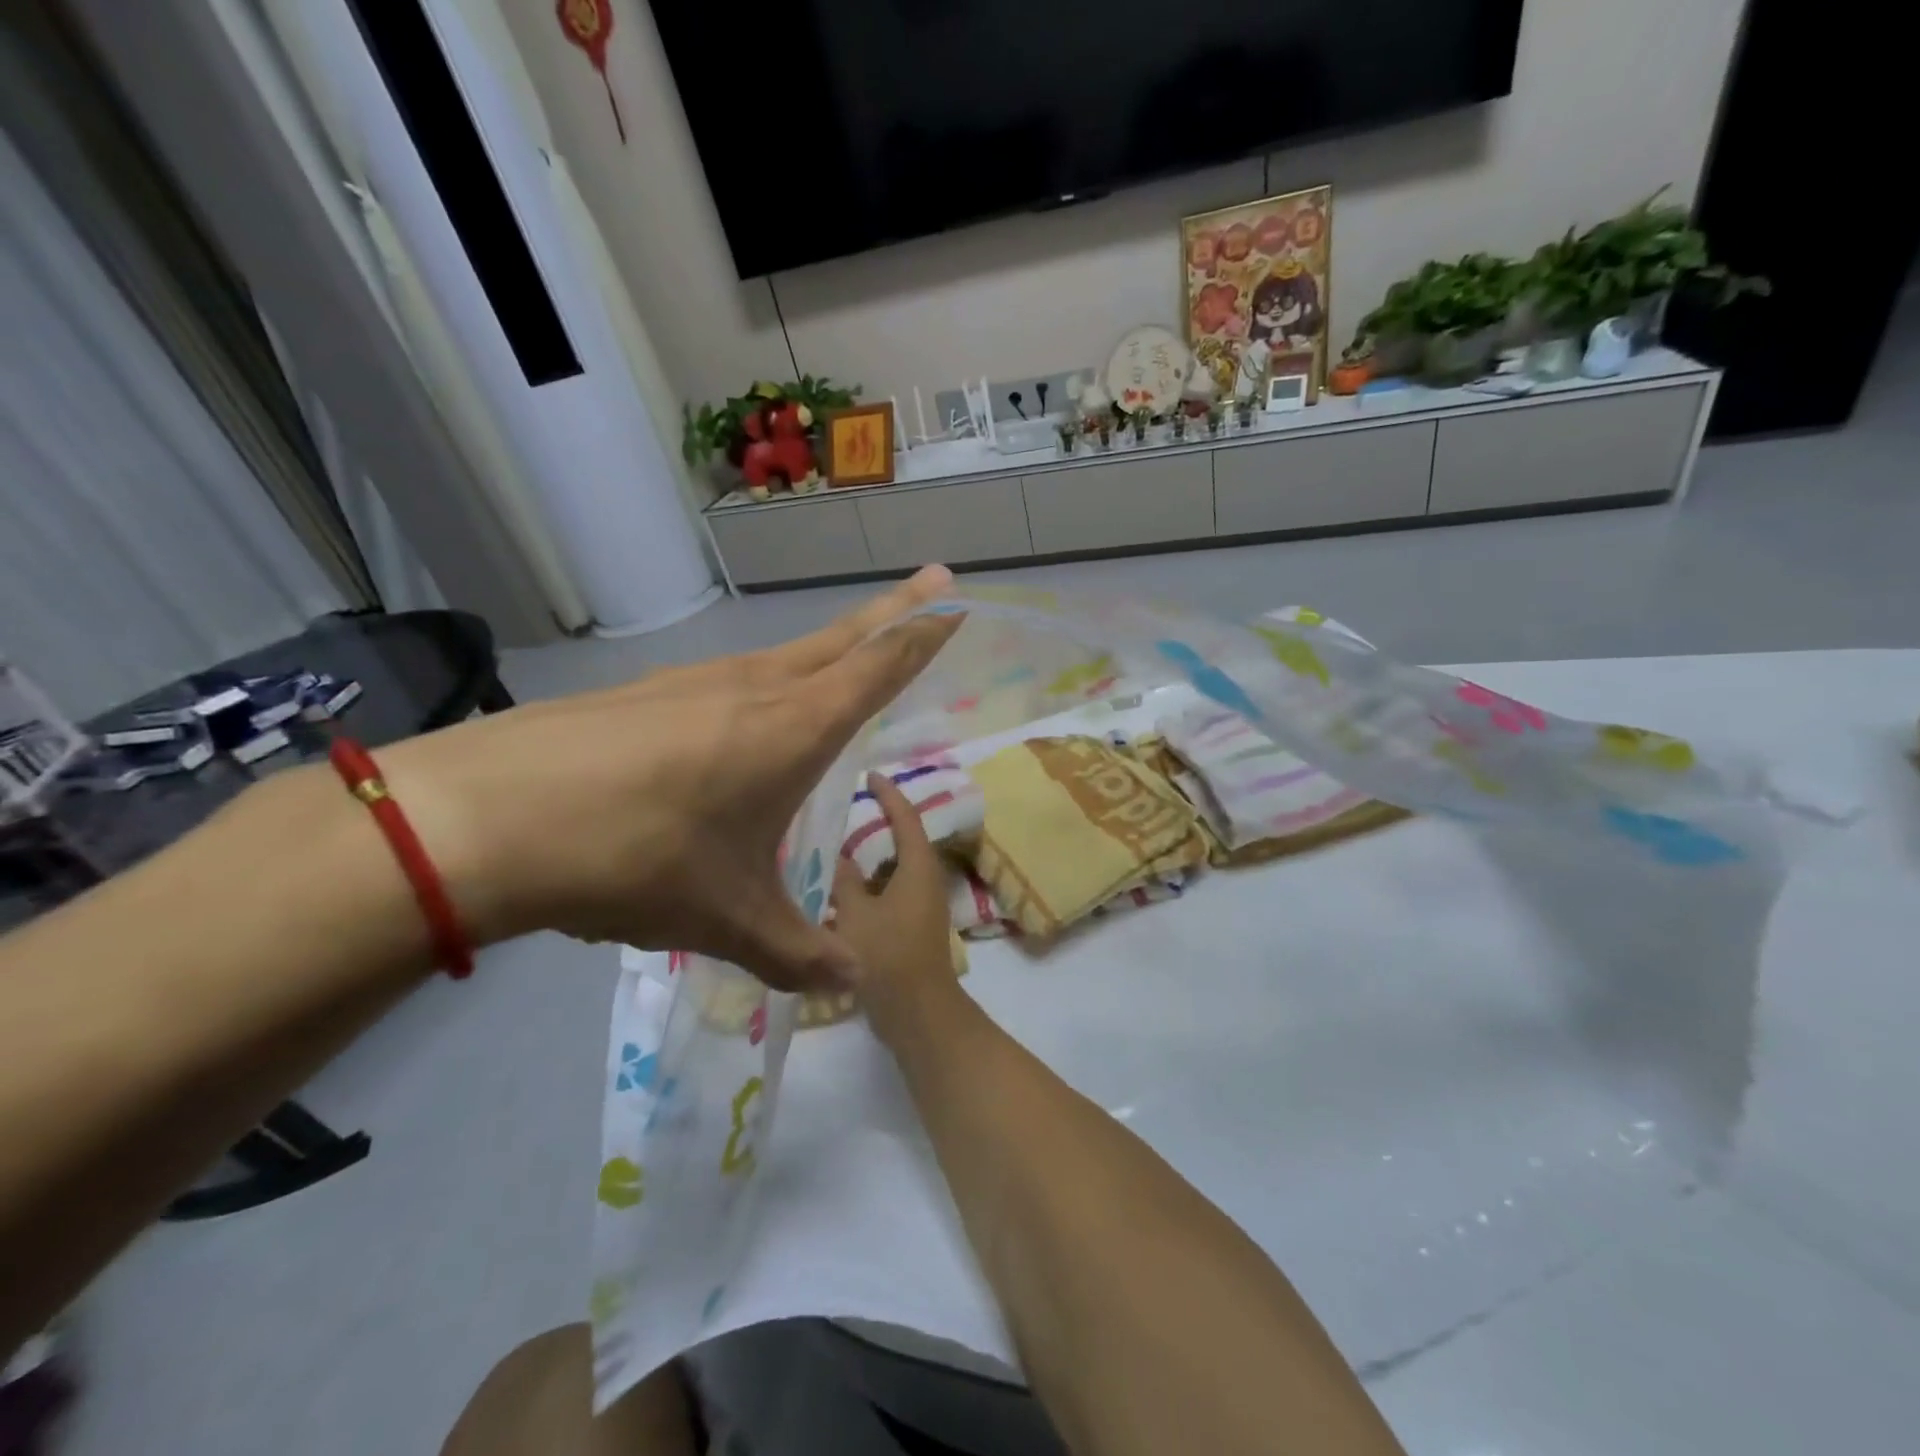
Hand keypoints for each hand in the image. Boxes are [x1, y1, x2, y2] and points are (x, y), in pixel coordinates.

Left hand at [376, 567, 962, 990]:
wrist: (485, 818)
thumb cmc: (637, 859)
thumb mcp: (728, 918)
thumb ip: (796, 951)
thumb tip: (849, 981)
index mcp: (793, 727)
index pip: (878, 668)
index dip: (923, 636)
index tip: (956, 601)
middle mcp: (754, 688)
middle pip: (841, 638)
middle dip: (894, 611)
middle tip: (935, 580)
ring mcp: (694, 683)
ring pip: (783, 656)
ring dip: (826, 649)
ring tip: (846, 660)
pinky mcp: (646, 695)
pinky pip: (728, 681)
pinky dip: (761, 685)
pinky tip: (739, 723)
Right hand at [830, 772, 965, 1042]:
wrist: (918, 1012)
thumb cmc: (887, 956)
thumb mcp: (855, 913)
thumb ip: (844, 880)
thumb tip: (838, 855)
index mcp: (917, 868)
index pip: (906, 818)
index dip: (889, 794)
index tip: (870, 774)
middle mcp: (925, 880)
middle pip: (904, 840)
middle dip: (879, 821)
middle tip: (846, 806)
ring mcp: (922, 905)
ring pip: (895, 868)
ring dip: (871, 855)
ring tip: (836, 843)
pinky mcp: (913, 926)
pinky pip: (891, 890)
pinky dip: (869, 882)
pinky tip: (841, 888)